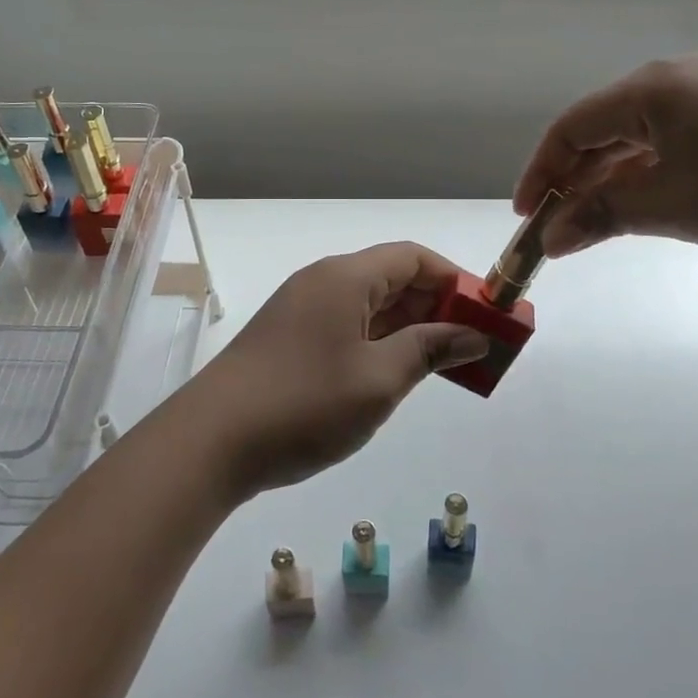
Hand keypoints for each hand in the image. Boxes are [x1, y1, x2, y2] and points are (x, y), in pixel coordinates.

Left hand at [178, 243, 487, 498]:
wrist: (211, 441)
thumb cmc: (303, 404)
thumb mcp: (379, 380)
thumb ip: (429, 350)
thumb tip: (473, 334)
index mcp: (344, 277)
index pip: (412, 257)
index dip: (455, 279)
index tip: (487, 312)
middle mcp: (322, 282)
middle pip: (392, 278)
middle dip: (437, 306)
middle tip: (473, 344)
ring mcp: (301, 311)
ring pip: (369, 305)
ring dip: (409, 328)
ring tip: (445, 363)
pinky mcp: (289, 339)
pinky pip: (347, 327)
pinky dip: (379, 342)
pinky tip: (396, 372)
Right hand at [515, 54, 697, 268]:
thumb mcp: (674, 209)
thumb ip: (602, 217)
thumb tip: (551, 239)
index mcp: (656, 87)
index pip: (573, 127)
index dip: (542, 173)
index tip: (527, 218)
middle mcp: (686, 78)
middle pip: (607, 130)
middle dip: (577, 181)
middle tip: (560, 230)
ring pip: (647, 139)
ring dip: (616, 182)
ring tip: (601, 225)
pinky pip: (685, 144)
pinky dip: (658, 177)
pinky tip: (657, 207)